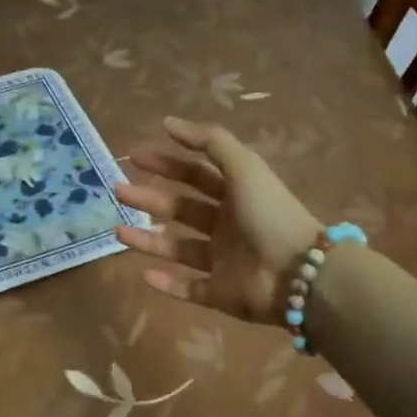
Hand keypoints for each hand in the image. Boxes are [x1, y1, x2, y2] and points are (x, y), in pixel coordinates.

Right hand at [113, 117, 320, 324]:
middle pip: (181, 209)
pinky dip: (167, 283)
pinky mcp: (220, 294)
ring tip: (117, 231)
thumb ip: (210, 142)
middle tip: (118, 190)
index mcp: (236, 194)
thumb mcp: (243, 166)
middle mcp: (228, 226)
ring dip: (148, 240)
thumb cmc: (269, 213)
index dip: (167, 163)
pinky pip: (188, 288)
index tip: (136, 156)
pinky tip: (143, 274)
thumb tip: (168, 122)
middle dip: (149, 198)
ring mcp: (223, 261)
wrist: (298, 272)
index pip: (196, 174)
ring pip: (178, 249)